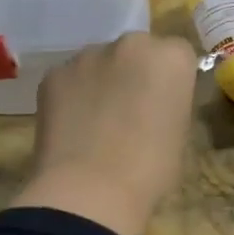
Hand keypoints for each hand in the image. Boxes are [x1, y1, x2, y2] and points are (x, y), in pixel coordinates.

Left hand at [13, 32, 198, 234]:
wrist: (90, 190)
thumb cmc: (150, 169)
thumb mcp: (179, 133)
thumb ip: (169, 103)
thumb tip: (154, 104)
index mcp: (171, 58)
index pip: (177, 54)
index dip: (170, 80)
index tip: (165, 104)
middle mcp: (131, 44)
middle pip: (137, 51)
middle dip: (134, 73)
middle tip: (130, 111)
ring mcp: (88, 56)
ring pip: (100, 63)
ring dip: (102, 82)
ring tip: (96, 123)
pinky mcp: (54, 74)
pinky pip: (70, 80)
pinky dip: (72, 96)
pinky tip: (72, 128)